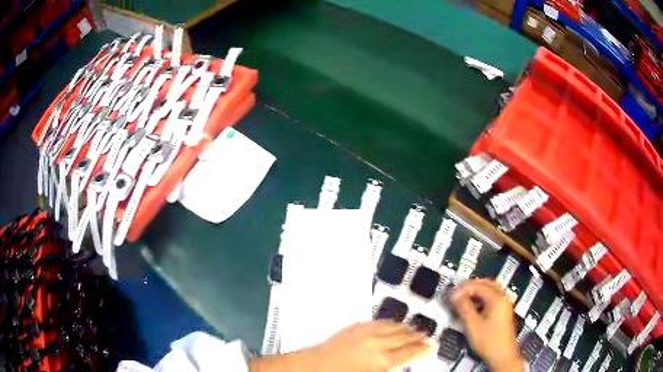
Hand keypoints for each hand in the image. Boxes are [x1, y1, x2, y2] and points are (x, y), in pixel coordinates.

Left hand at [250, 321, 431, 371]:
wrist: (314, 365)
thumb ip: (388, 368)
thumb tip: (400, 361)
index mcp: (383, 360)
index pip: (410, 353)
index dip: (422, 349)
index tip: (431, 346)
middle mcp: (379, 343)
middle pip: (404, 338)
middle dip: (417, 337)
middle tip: (427, 336)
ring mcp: (367, 332)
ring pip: (394, 327)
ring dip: (406, 328)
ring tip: (415, 329)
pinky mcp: (357, 326)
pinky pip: (379, 322)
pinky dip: (390, 323)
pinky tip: (394, 323)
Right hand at [452, 279, 523, 371]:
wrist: (502, 355)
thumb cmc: (487, 340)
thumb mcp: (472, 324)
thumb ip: (464, 307)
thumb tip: (455, 294)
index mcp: (497, 298)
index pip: (478, 285)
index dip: (463, 288)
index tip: (451, 295)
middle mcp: (503, 297)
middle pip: (486, 284)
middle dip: (471, 286)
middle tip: (456, 293)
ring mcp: (504, 304)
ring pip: (489, 291)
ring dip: (476, 292)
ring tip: (462, 299)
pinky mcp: (503, 311)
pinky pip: (492, 298)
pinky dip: (481, 298)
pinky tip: (472, 306)